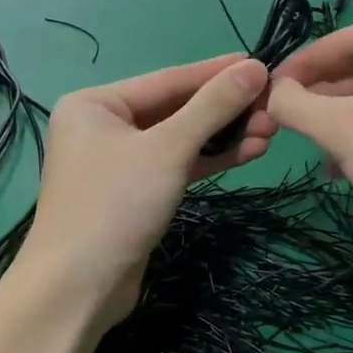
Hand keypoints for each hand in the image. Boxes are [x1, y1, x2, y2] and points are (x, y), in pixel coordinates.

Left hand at [21, 55, 275, 328]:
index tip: (261, 63)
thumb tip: (255, 67)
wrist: (79, 290)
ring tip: (270, 130)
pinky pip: (177, 164)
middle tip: (274, 107)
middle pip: (176, 109)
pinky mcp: (136, 193)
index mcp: (96, 104)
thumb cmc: (115, 204)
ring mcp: (119, 161)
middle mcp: (104, 126)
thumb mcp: (168, 148)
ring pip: (180, 139)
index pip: (168, 79)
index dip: (217, 72)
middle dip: (225, 110)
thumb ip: (212, 106)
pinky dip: (209, 160)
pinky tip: (249, 152)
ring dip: (224, 135)